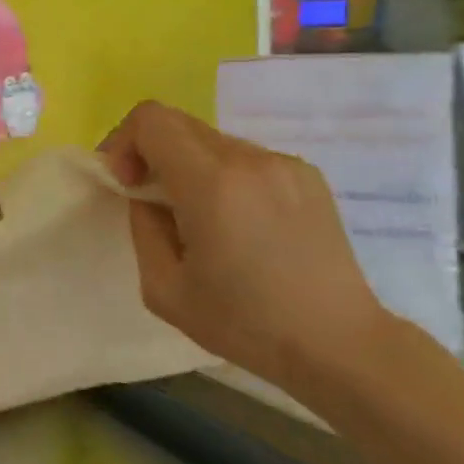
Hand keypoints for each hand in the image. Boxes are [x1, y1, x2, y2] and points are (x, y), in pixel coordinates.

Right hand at [102, 100, 406, 400]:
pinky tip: (240, 225)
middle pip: (179, 123)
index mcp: (211, 184)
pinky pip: (245, 158)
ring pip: (212, 141)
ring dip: (188, 166)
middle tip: (153, 200)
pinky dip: (224, 177)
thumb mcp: (164, 289)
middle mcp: (250, 159)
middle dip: (151, 153)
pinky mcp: (308, 175)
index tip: (128, 184)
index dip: (124, 142)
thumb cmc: (245, 323)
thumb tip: (147, 196)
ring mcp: (284, 164)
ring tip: (200, 219)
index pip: (151, 120)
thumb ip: (143, 227)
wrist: (338, 344)